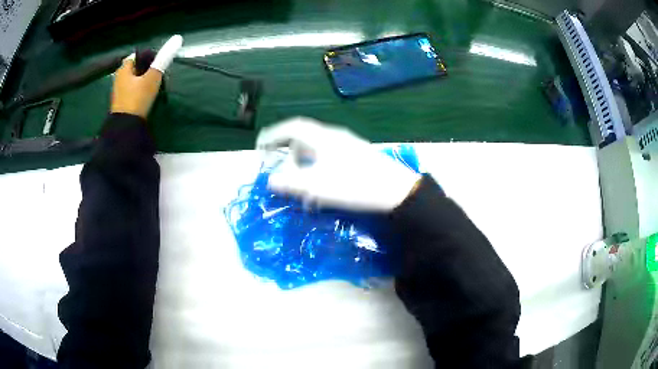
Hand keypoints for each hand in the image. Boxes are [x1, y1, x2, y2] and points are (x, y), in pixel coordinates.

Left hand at [110, 34, 182, 118]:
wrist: (126, 128)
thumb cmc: (137, 99)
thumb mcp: (152, 77)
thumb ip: (163, 59)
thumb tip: (178, 38)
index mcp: (123, 69)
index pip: (138, 55)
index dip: (149, 58)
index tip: (158, 65)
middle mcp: (119, 78)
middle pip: (136, 68)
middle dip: (147, 70)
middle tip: (158, 76)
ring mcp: (119, 92)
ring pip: (135, 80)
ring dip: (144, 81)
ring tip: (155, 87)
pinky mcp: (122, 103)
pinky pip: (133, 91)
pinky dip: (140, 91)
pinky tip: (147, 97)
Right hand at [256, 117, 421, 211]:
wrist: (396, 191)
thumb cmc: (354, 185)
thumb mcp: (317, 186)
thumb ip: (290, 183)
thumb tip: (270, 180)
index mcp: (322, 138)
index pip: (292, 127)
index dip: (273, 135)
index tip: (260, 146)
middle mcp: (334, 137)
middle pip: (303, 139)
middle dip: (288, 155)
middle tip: (280, 173)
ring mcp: (347, 146)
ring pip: (316, 152)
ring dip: (304, 167)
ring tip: (301, 189)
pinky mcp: (357, 158)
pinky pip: (329, 160)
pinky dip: (318, 172)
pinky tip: (321, 191)